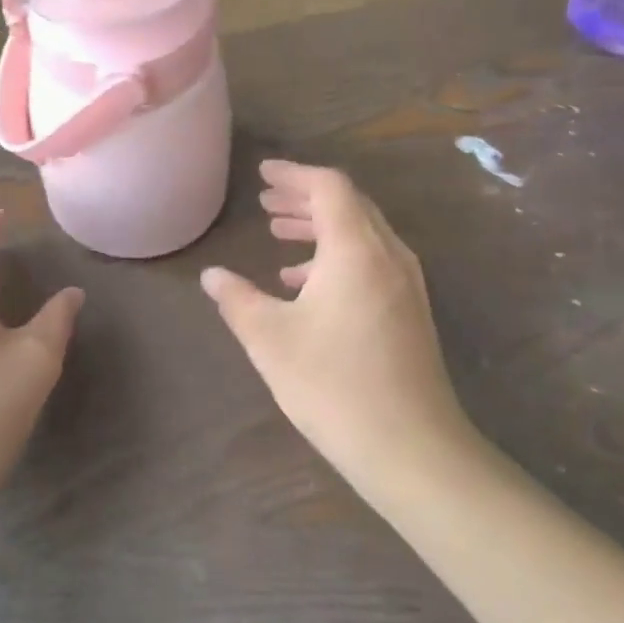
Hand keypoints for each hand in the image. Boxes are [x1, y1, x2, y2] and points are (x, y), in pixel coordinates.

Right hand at [200, 160, 479, 496]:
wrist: (411, 448)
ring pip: (361, 233)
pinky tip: (305, 284)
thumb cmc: (333, 384)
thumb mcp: (270, 338)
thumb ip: (237, 298)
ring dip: (319, 227)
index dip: (293, 174)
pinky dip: (336, 256)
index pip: (328, 186)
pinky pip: (371, 260)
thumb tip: (211, 276)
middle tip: (264, 203)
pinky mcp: (410, 310)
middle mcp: (388, 254)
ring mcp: (406, 283)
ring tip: (278, 234)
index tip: (262, 174)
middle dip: (304, 198)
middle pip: (348, 205)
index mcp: (356, 248)